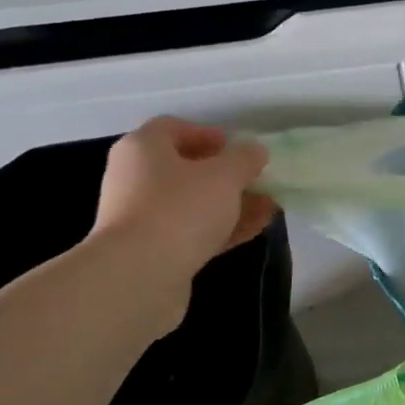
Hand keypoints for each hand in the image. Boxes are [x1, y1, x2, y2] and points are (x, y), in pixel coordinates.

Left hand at [86, 118, 277, 308]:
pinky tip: (257, 228)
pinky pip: (193, 231)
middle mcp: (135, 179)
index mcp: (143, 149)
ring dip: (231, 203)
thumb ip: (244, 158)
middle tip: (258, 180)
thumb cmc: (180, 209)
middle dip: (227, 174)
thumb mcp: (224, 175)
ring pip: (194, 203)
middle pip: (185, 169)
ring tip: (269, 206)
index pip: (173, 128)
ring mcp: (142, 218)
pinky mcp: (154, 251)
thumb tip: (254, 151)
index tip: (239, 148)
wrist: (139, 276)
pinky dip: (223, 228)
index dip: (208, 134)